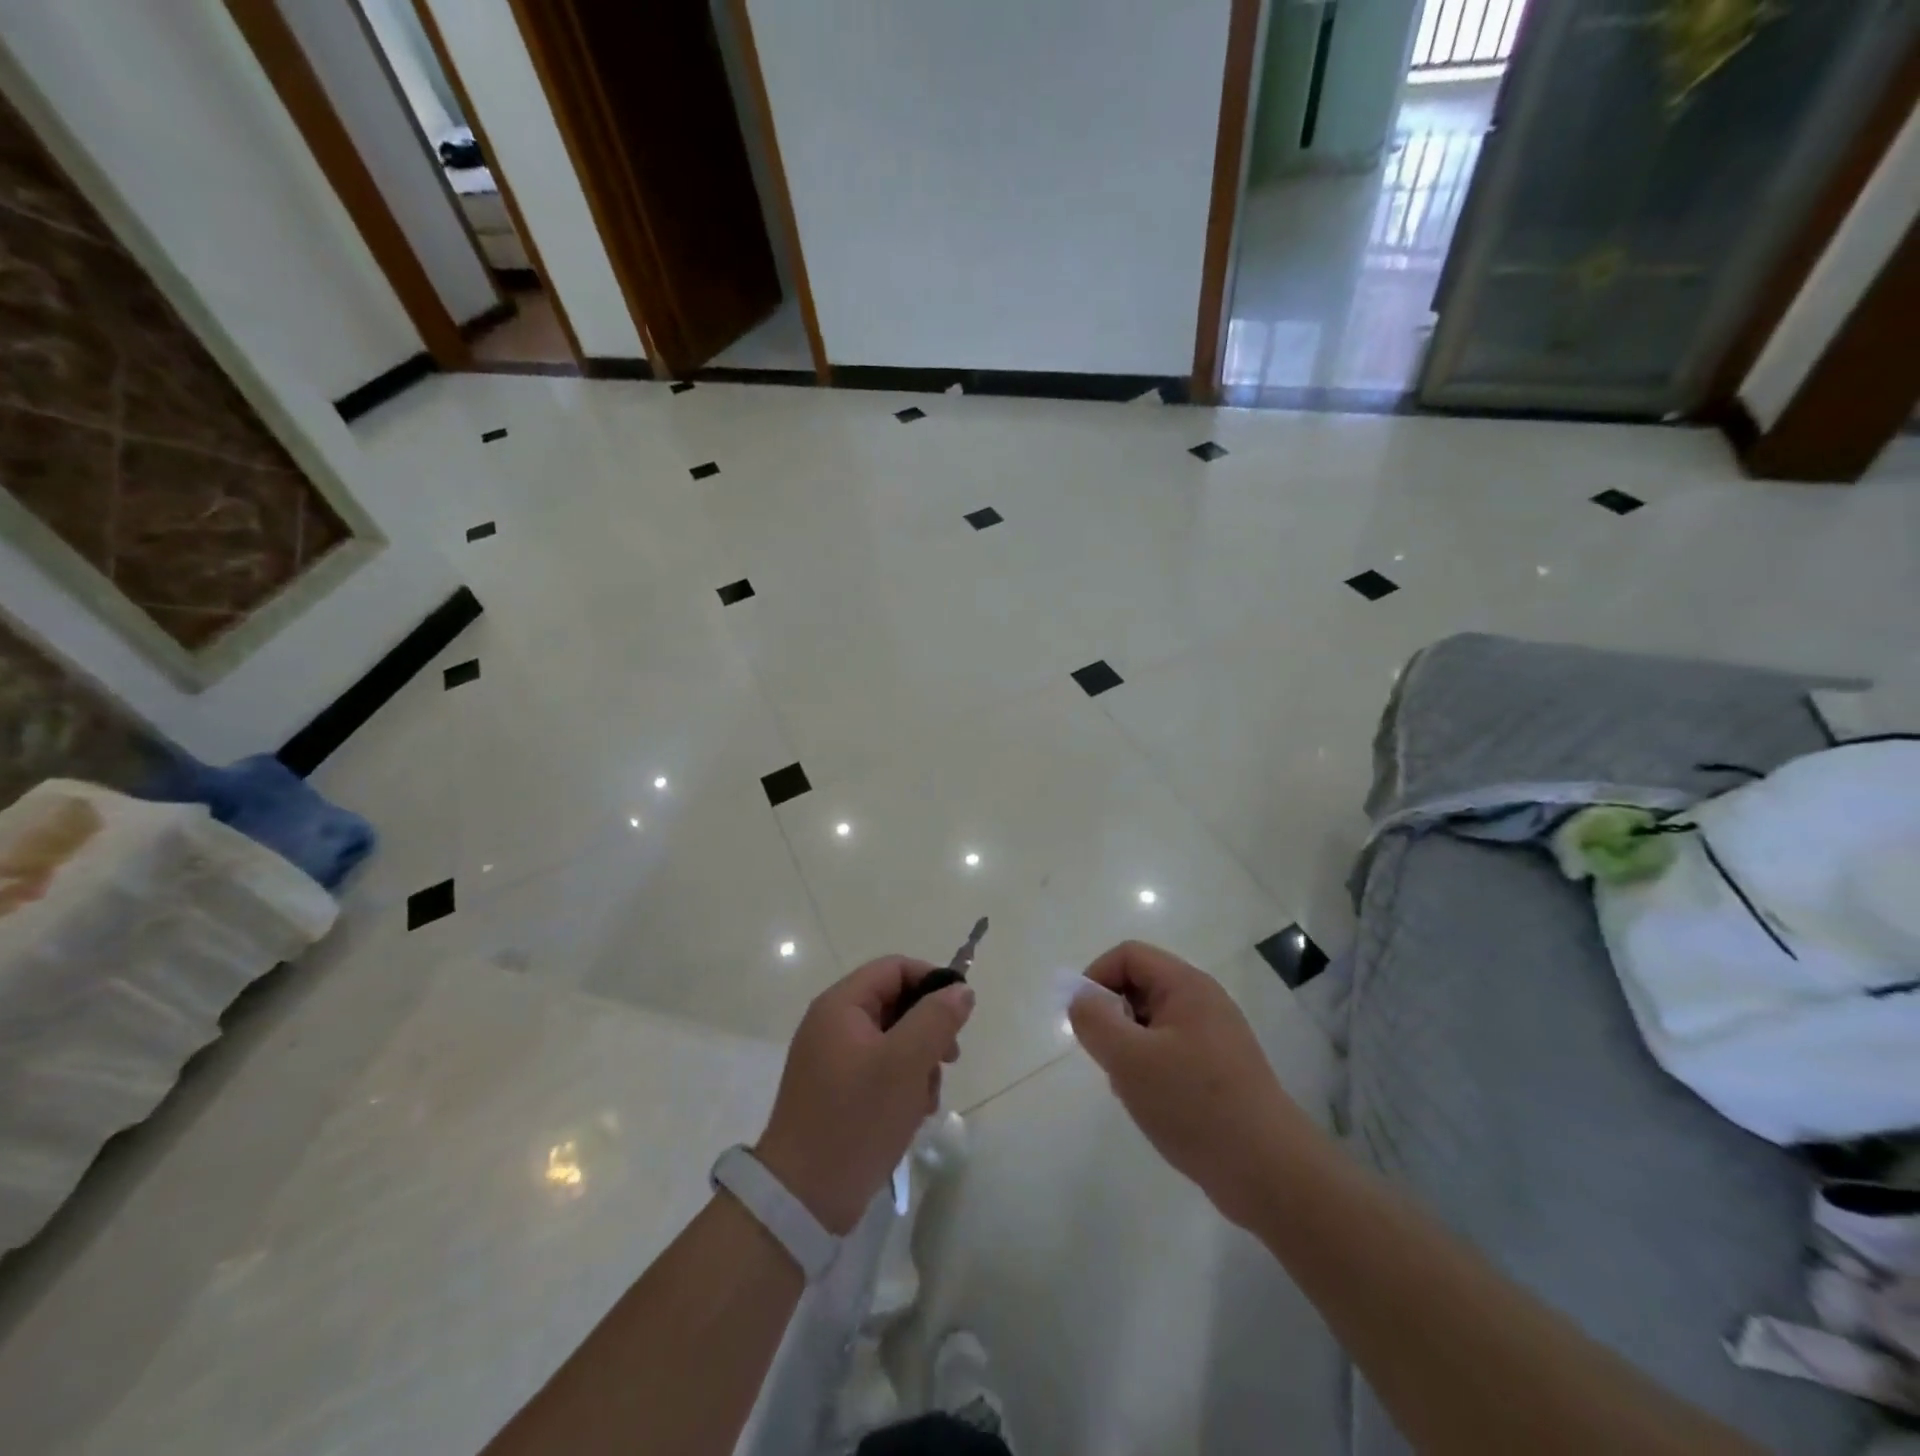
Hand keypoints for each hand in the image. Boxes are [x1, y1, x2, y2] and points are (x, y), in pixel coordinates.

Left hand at [755, 956, 973, 1234]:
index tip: (960, 1013)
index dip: (931, 980)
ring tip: (927, 1098)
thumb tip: (961, 990)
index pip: (894, 968)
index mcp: (841, 1005)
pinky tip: (912, 1114)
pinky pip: (878, 1069)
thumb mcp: (906, 1063)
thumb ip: (936, 1018)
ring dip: (918, 1061)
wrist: (802, 1198)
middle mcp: (832, 1024)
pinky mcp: (836, 1090)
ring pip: (892, 1039)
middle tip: (949, 1060)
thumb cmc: (856, 1118)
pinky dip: (901, 1083)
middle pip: (894, 1003)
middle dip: (928, 1028)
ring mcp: (832, 1059)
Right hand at [1068, 941, 1316, 1226]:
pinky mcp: (1220, 1070)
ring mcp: (1215, 1036)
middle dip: (1113, 1018)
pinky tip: (1154, 1106)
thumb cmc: (1194, 1105)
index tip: (1084, 1021)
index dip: (1097, 978)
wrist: (1269, 1172)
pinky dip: (1151, 1070)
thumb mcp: (1130, 1060)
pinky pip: (1171, 1051)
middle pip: (1140, 986)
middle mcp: (1203, 1001)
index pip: (1128, 955)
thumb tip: (1080, 998)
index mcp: (1186, 985)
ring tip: (1133, 1089)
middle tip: (1109, 1060)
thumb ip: (1095, 1021)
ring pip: (1152, 1023)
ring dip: (1130, 1048)